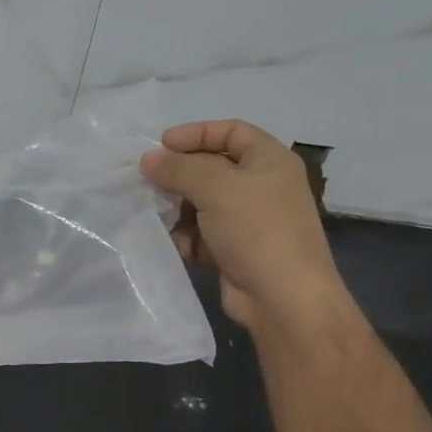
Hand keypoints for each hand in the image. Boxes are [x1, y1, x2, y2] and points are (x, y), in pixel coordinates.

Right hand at [141, 120, 348, 332]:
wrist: (284, 300)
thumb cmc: (257, 230)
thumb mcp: (216, 187)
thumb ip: (178, 168)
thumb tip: (148, 160)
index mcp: (269, 161)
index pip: (231, 131)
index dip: (196, 133)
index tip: (162, 144)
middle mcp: (261, 186)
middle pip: (212, 167)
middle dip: (179, 173)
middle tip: (147, 179)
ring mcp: (248, 220)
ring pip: (202, 202)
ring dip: (177, 207)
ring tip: (154, 212)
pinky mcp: (234, 250)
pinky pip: (201, 233)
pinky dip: (185, 236)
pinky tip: (173, 242)